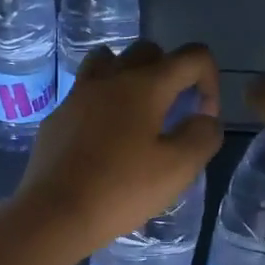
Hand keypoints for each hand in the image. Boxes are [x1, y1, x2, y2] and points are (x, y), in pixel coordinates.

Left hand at [15, 42, 223, 256]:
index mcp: (145, 85)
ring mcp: (77, 95)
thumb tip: (205, 119)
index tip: (203, 119)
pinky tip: (103, 141)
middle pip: (149, 51)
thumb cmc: (121, 190)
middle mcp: (110, 78)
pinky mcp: (57, 118)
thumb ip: (203, 137)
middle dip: (171, 75)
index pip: (192, 56)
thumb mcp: (178, 169)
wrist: (55, 213)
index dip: (210, 81)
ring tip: (136, 115)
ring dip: (130, 77)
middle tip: (173, 114)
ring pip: (109, 62)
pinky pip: (85, 94)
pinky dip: (102, 104)